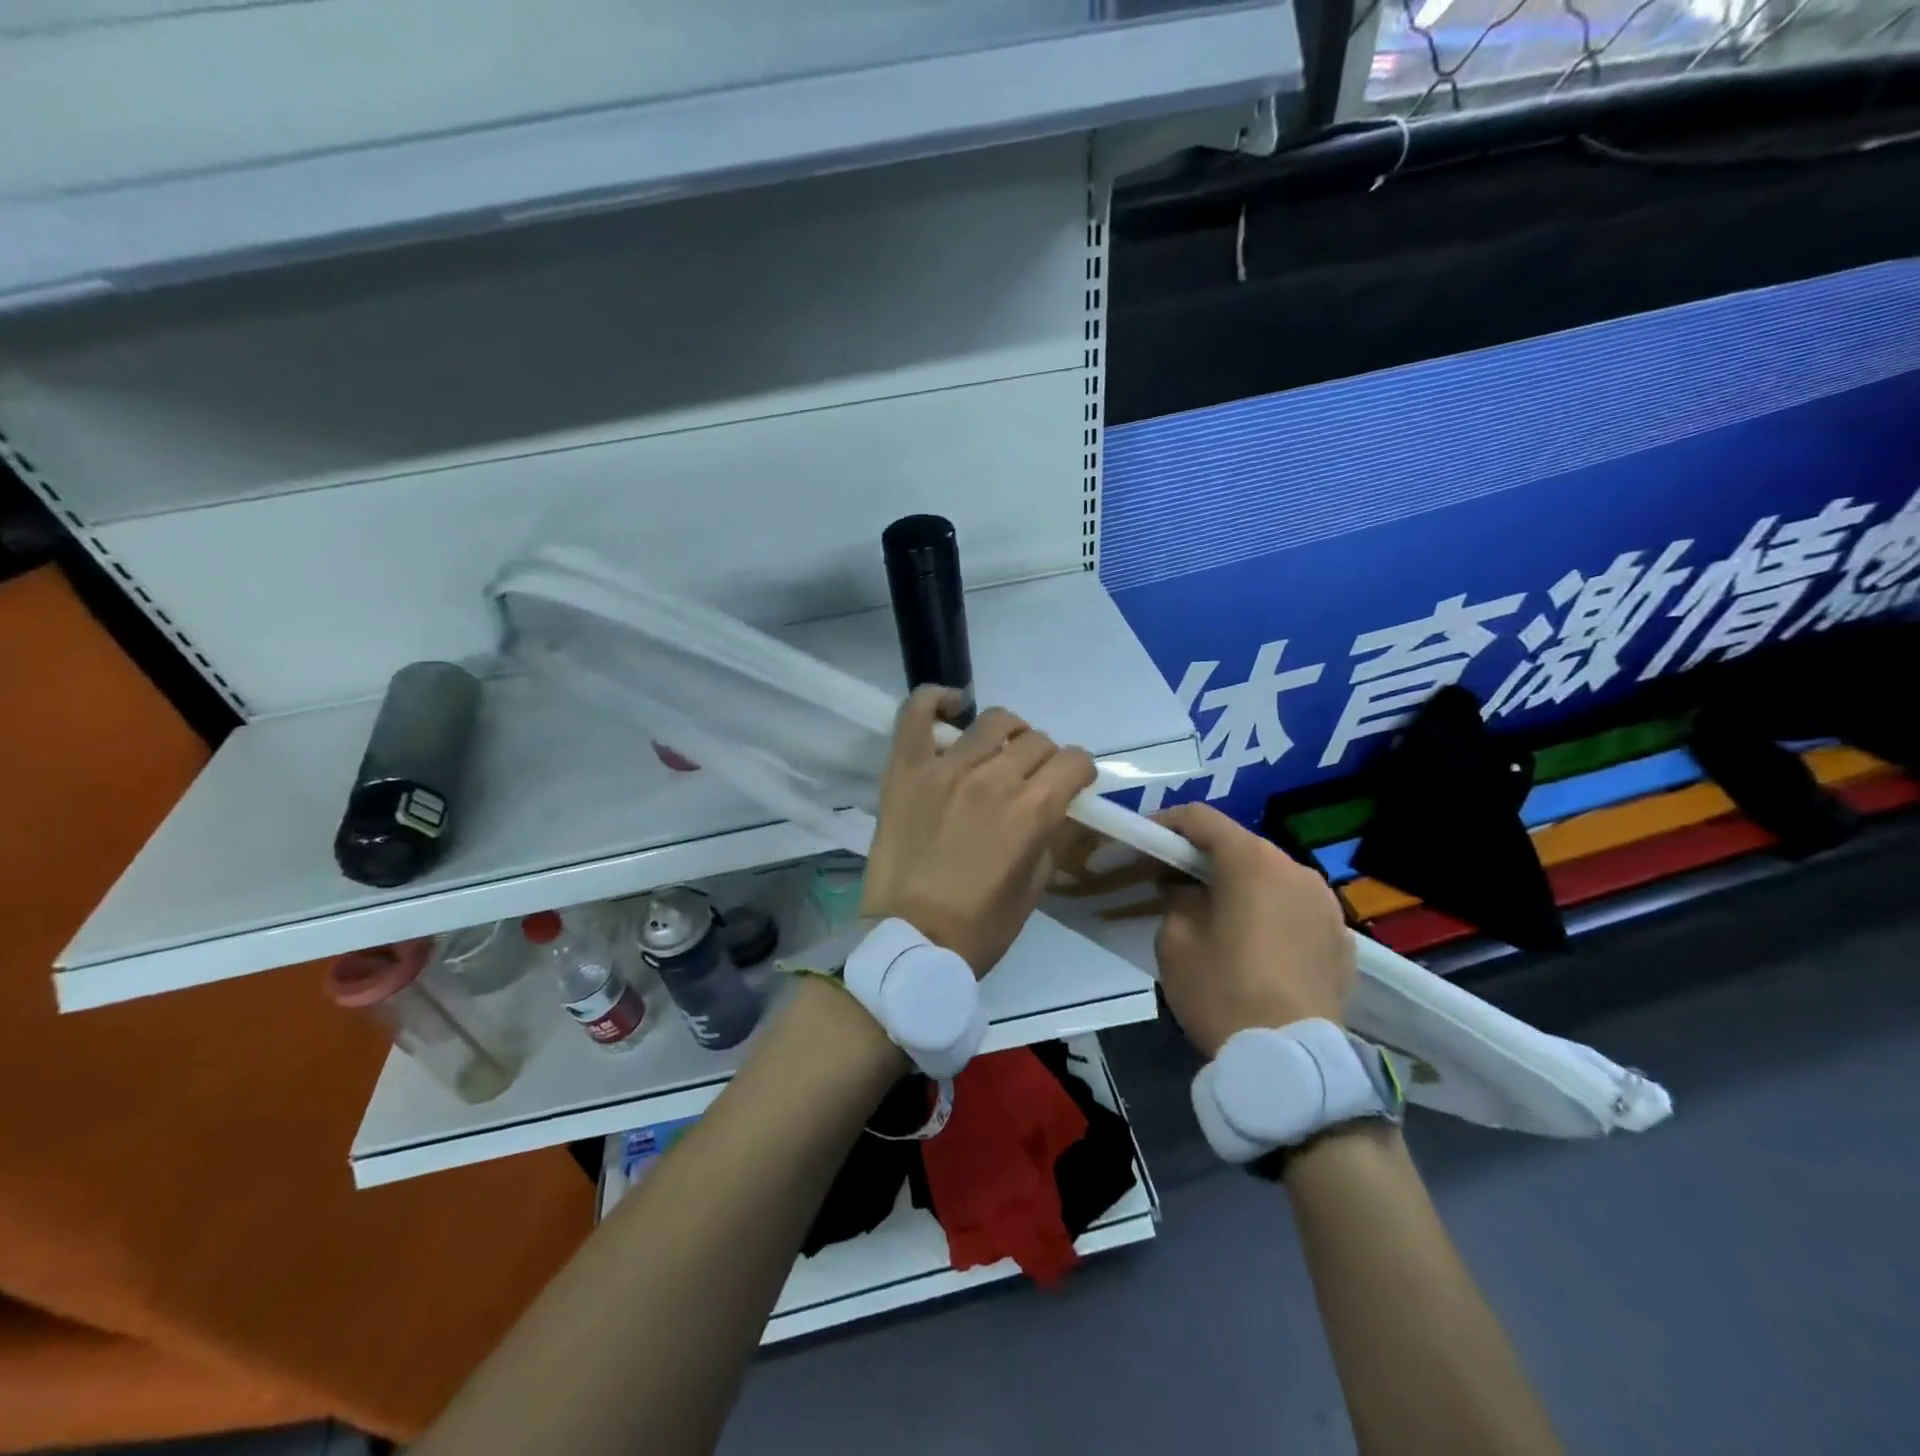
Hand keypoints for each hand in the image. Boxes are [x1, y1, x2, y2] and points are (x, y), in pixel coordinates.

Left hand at [860, 686, 1095, 975]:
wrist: (908, 941)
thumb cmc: (978, 928)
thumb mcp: (1033, 888)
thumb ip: (1049, 837)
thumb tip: (1054, 808)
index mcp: (1031, 810)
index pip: (1075, 760)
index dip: (1080, 772)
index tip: (1072, 785)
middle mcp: (993, 778)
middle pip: (1037, 740)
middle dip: (1046, 759)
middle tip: (1031, 781)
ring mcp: (945, 768)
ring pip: (993, 721)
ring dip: (1008, 733)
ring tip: (998, 751)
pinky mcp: (905, 770)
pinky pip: (916, 714)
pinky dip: (935, 700)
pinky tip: (951, 706)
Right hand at [1151, 803, 1354, 1056]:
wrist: (1291, 1062)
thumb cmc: (1222, 992)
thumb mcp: (1176, 942)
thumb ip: (1176, 899)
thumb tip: (1187, 889)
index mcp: (1252, 862)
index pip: (1202, 819)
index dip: (1167, 823)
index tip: (1145, 841)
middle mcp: (1295, 870)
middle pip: (1241, 846)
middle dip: (1204, 856)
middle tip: (1174, 879)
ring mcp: (1326, 904)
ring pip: (1272, 876)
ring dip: (1241, 884)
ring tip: (1216, 912)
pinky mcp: (1342, 938)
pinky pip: (1297, 909)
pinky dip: (1272, 912)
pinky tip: (1256, 943)